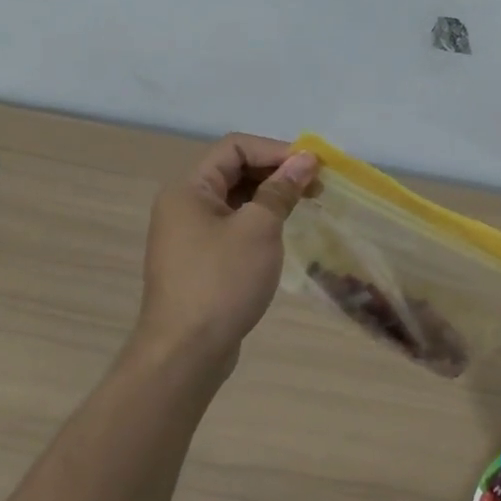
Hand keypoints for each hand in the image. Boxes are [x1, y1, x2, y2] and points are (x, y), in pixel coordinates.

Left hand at [133, 134, 316, 373]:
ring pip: (236, 198)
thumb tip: (305, 159)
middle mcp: (184, 204)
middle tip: (317, 186)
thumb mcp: (258, 229)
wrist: (185, 353)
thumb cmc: (221, 282)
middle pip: (234, 170)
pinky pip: (233, 224)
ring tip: (307, 205)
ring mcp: (189, 233)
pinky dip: (259, 220)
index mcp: (189, 188)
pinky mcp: (200, 259)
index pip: (235, 147)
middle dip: (277, 172)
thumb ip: (281, 190)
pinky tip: (283, 231)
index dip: (276, 150)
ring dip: (271, 196)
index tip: (313, 166)